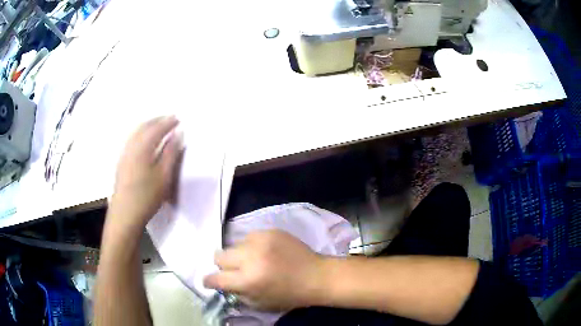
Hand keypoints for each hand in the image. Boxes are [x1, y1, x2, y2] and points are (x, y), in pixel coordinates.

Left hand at [109, 116, 181, 232]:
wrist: (125, 214)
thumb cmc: (147, 196)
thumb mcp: (164, 176)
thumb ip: (171, 153)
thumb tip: (178, 135)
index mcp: (143, 148)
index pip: (157, 129)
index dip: (168, 123)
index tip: (178, 119)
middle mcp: (131, 146)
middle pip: (144, 127)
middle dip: (157, 120)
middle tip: (169, 118)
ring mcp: (124, 154)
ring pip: (136, 132)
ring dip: (148, 125)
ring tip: (158, 125)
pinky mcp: (121, 162)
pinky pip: (131, 139)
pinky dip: (140, 133)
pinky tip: (143, 139)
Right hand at [203, 230, 325, 311]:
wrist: (316, 276)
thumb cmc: (289, 296)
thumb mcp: (260, 304)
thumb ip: (237, 294)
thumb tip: (223, 283)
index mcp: (248, 280)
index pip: (215, 278)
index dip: (209, 281)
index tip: (210, 282)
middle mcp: (250, 257)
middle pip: (218, 256)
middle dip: (222, 266)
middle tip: (234, 271)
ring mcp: (260, 241)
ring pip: (233, 245)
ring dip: (239, 255)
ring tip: (254, 260)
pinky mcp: (270, 231)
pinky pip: (249, 236)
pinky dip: (252, 246)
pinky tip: (264, 252)